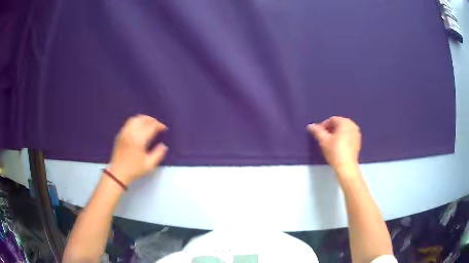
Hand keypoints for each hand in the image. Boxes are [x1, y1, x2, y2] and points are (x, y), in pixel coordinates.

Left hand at [107, 115, 167, 184]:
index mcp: (139, 140)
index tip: (164, 129)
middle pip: (143, 119)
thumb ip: (158, 154)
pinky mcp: (120, 134)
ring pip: (135, 119)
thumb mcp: (149, 165)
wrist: (118, 173)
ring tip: (149, 124)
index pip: (151, 126)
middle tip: (158, 125)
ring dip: (144, 119)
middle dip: (152, 120)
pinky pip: (129, 123)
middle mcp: (131, 132)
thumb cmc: (134, 170)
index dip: (159, 125)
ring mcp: (124, 132)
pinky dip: (137, 121)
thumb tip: (163, 145)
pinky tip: (140, 127)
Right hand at [308, 116, 360, 173]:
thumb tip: (310, 126)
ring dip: (337, 133)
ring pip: (344, 129)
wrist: (346, 166)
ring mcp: (357, 133)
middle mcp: (352, 125)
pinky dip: (343, 137)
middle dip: (330, 129)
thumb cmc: (335, 151)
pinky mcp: (358, 141)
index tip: (318, 134)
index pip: (332, 120)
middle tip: (323, 137)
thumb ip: (317, 131)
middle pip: (338, 124)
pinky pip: (348, 135)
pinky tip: (338, 146)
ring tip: (330, 142)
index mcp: (344, 122)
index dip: (323, 125)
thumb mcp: (323, 141)